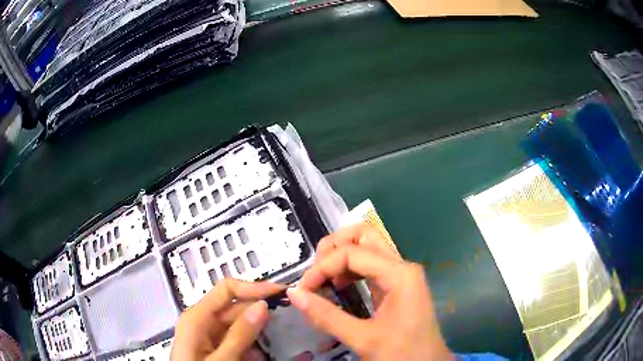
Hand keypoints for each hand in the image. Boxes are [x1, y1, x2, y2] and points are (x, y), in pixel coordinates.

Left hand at [171, 279, 283, 360]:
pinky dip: (251, 346)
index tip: (281, 294)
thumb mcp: (222, 359)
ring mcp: (208, 336)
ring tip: (278, 340)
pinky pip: (236, 341)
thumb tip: (262, 306)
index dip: (254, 287)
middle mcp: (201, 321)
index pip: (227, 289)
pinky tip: (260, 356)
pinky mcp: (214, 348)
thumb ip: (240, 334)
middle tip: (288, 321)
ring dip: (258, 334)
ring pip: (238, 326)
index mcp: (197, 317)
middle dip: (260, 314)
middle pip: (235, 308)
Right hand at [287, 226, 453, 360]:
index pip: (352, 253)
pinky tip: (339, 285)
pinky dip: (350, 268)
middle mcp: (401, 266)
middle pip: (365, 235)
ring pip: (368, 247)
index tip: (303, 289)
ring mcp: (401, 275)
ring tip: (323, 278)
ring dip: (341, 256)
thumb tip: (293, 294)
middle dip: (335, 246)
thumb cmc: (402, 354)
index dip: (323, 267)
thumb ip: (326, 316)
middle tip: (316, 270)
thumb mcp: (363, 339)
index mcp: (399, 274)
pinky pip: (371, 265)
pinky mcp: (397, 286)